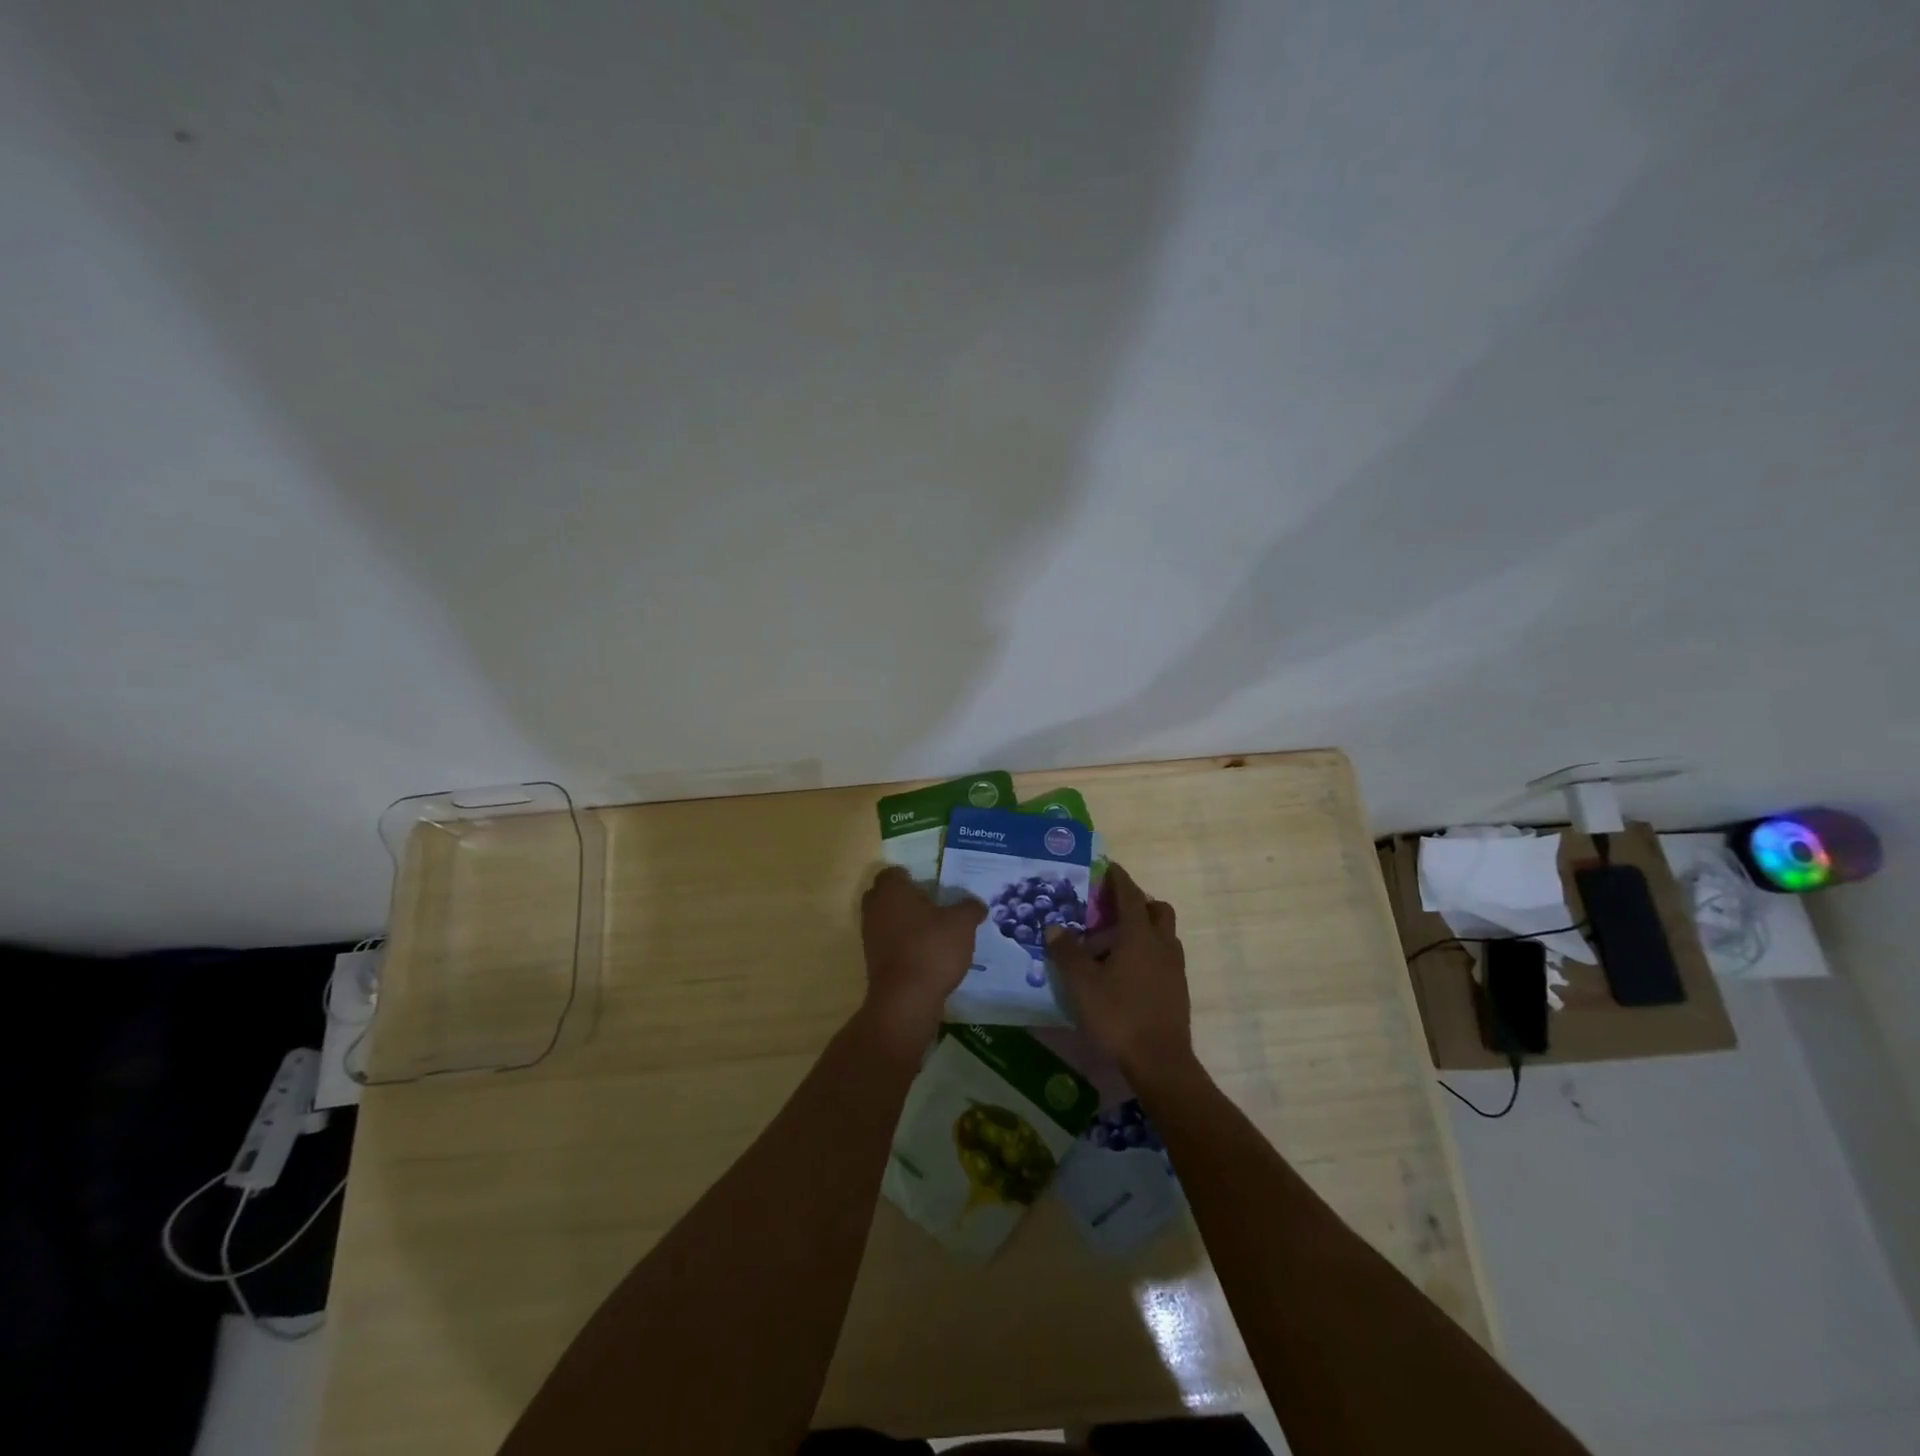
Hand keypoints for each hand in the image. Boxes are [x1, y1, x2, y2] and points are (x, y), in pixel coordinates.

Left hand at [857, 867, 985, 1059]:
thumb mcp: (962, 924)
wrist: (906, 998)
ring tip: (932, 932)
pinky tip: (925, 954)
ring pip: (885, 920)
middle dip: (903, 898)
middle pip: (884, 895)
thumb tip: (976, 904)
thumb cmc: (932, 948)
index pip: (893, 873)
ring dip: (903, 923)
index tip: (930, 885)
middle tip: (930, 905)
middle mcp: (875, 909)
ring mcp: (870, 937)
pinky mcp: (873, 962)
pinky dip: (902, 945)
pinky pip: (888, 944)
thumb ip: (970, 908)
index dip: (909, 876)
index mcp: (892, 890)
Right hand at [1045, 863, 1191, 1079]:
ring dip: (1144, 928)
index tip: (1108, 866)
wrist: (1160, 1061)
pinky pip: (1164, 956)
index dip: (1118, 878)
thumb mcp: (1082, 984)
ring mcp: (1174, 968)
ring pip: (1164, 934)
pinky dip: (1148, 951)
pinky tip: (1126, 971)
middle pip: (1157, 910)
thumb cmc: (1119, 1015)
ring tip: (1115, 942)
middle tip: (1112, 909)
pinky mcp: (1178, 989)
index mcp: (1140, 935)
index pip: (1130, 895)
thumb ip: (1067, 952)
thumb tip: (1054, 927)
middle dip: (1137, 902)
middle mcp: (1162, 944)